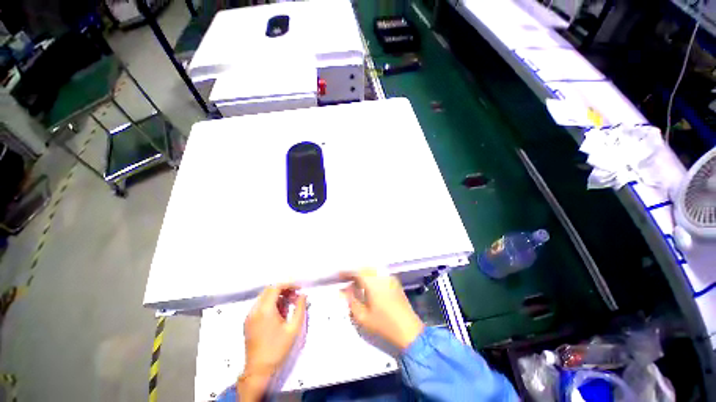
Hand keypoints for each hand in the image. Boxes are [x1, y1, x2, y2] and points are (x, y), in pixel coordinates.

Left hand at [238, 285, 306, 400]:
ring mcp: (249, 316)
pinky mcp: (248, 322)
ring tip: (289, 306)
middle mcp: (255, 310)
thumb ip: (300, 308)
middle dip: (284, 290)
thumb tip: (303, 295)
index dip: (289, 285)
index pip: (276, 287)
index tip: (299, 289)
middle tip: (295, 297)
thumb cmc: (278, 349)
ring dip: (277, 297)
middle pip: (269, 290)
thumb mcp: (293, 328)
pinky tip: (279, 314)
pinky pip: (260, 305)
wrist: (259, 370)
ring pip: (264, 297)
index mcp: (265, 310)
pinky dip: (270, 304)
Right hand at [341, 269, 424, 349]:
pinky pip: (379, 274)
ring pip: (372, 270)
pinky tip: (368, 286)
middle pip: (365, 268)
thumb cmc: (384, 325)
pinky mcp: (394, 282)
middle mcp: (381, 276)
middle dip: (354, 272)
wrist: (409, 331)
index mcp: (373, 282)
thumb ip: (351, 301)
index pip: (356, 271)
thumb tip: (344, 290)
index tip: (338, 276)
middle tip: (346, 280)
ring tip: (355, 283)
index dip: (346, 272)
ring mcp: (389, 278)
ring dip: (363, 274)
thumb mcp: (363, 316)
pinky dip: (371, 276)